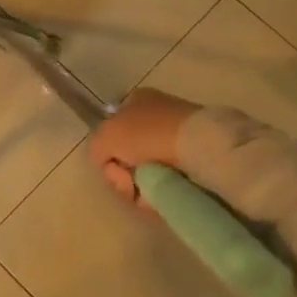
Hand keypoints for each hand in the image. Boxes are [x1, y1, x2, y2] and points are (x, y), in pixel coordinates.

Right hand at [88, 88, 197, 206]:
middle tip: (128, 183)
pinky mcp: (196, 160)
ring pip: (147, 171)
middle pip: (128, 154)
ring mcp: (178, 138)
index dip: (108, 152)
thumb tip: (108, 164)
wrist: (199, 146)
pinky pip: (168, 181)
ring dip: (141, 186)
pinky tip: (163, 195)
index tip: (112, 165)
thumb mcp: (105, 136)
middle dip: (123, 174)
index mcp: (136, 101)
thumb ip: (96, 148)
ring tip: (147, 193)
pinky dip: (162, 191)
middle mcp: (157, 116)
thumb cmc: (147, 134)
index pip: (112, 129)